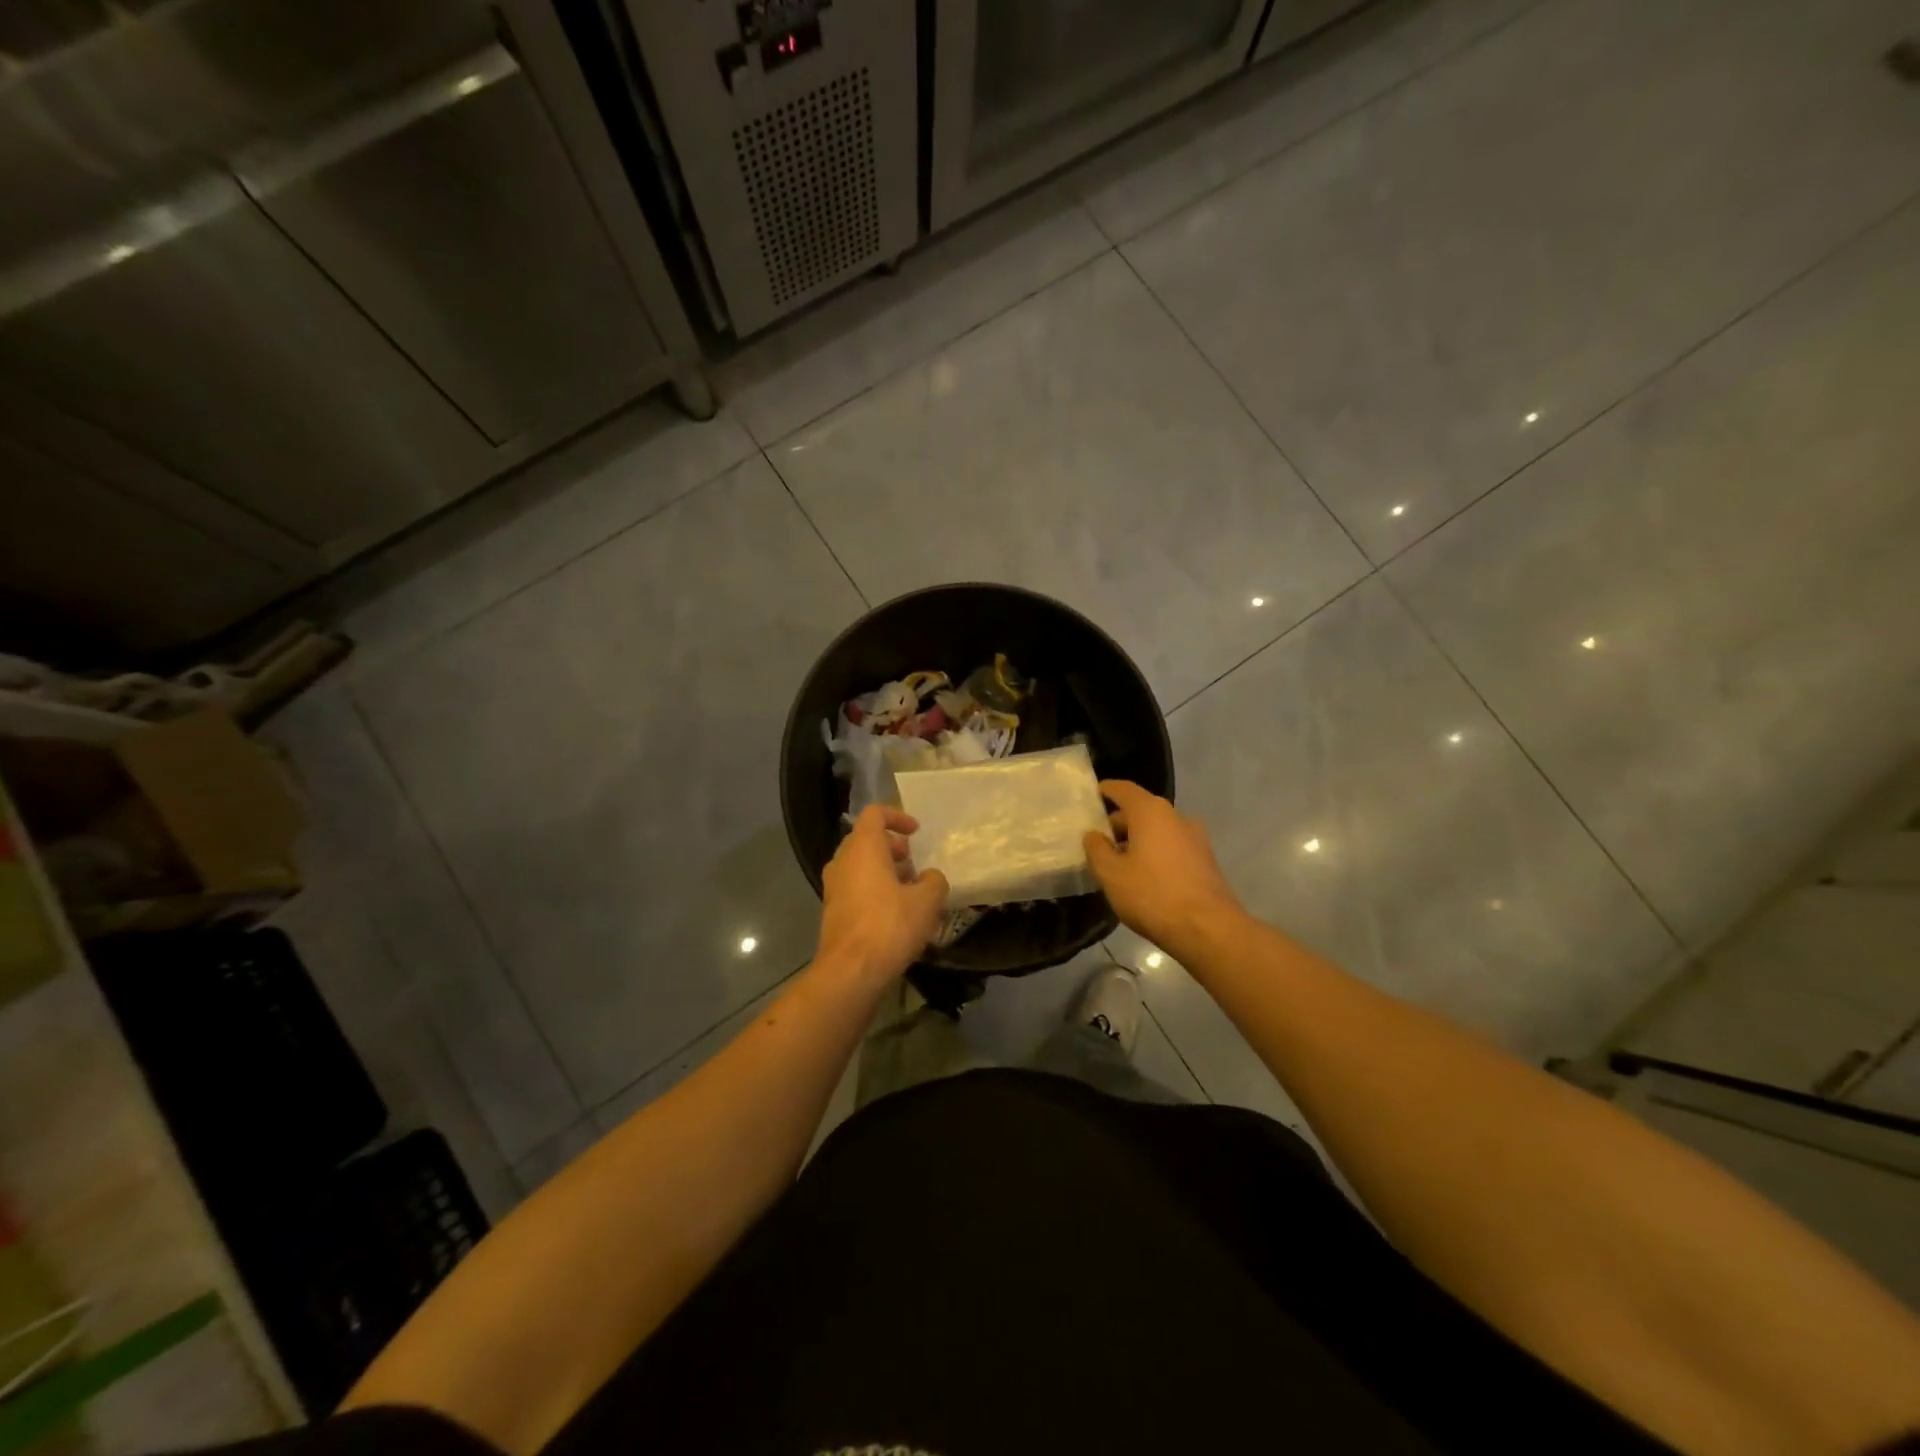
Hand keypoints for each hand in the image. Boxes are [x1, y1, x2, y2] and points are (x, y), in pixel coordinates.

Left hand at [817, 806, 947, 985]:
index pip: (875, 814)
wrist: (850, 971)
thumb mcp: (927, 901)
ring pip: (860, 865)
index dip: (897, 817)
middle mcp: (843, 861)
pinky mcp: (832, 911)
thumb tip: (929, 878)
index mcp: (863, 848)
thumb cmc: (889, 925)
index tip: (916, 832)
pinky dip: (874, 889)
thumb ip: (934, 881)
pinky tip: (895, 913)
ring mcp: (834, 887)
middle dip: (892, 847)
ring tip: (910, 891)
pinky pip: (855, 887)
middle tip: (914, 864)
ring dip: (884, 870)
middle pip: (866, 840)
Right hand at [1083, 781, 1246, 956]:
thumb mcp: (1111, 874)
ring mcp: (1195, 838)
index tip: (1091, 797)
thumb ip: (1097, 850)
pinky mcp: (1205, 860)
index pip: (1123, 789)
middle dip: (1118, 823)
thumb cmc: (1152, 895)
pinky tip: (1144, 877)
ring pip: (1158, 830)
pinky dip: (1155, 853)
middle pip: (1141, 810)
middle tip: (1098, 842)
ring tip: (1119, 863)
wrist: (1208, 929)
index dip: (1105, 791)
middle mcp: (1176, 816)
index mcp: (1151, 812)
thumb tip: (1093, 835)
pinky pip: (1172, 847)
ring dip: (1138, 841)